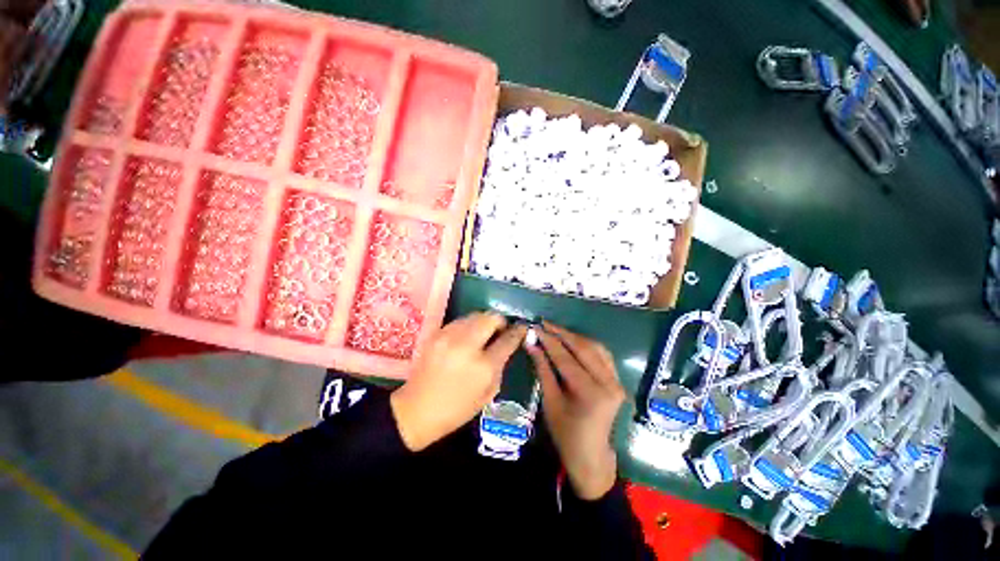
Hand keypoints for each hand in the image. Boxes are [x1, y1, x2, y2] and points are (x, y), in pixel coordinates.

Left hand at [391, 312, 526, 451]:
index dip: (518, 331)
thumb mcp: (489, 392)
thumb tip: (506, 344)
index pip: (508, 339)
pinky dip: (467, 326)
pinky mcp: (436, 334)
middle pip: (491, 318)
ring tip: (482, 333)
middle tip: (500, 330)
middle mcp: (467, 346)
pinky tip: (465, 338)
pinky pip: (459, 321)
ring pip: (475, 315)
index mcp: (484, 366)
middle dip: (500, 321)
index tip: (522, 328)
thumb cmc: (457, 409)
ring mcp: (449, 337)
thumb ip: (500, 365)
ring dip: (483, 321)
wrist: (417, 410)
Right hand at [526, 322, 624, 499]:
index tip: (536, 327)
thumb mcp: (550, 401)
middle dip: (561, 333)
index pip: (566, 358)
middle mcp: (608, 383)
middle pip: (583, 348)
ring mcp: (616, 381)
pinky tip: (573, 340)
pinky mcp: (617, 380)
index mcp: (590, 393)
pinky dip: (586, 344)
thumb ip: (542, 369)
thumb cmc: (565, 433)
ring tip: (555, 330)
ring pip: (595, 347)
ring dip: (574, 336)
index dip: (549, 340)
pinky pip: (602, 354)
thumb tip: (531, 344)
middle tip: (544, 323)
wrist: (591, 454)